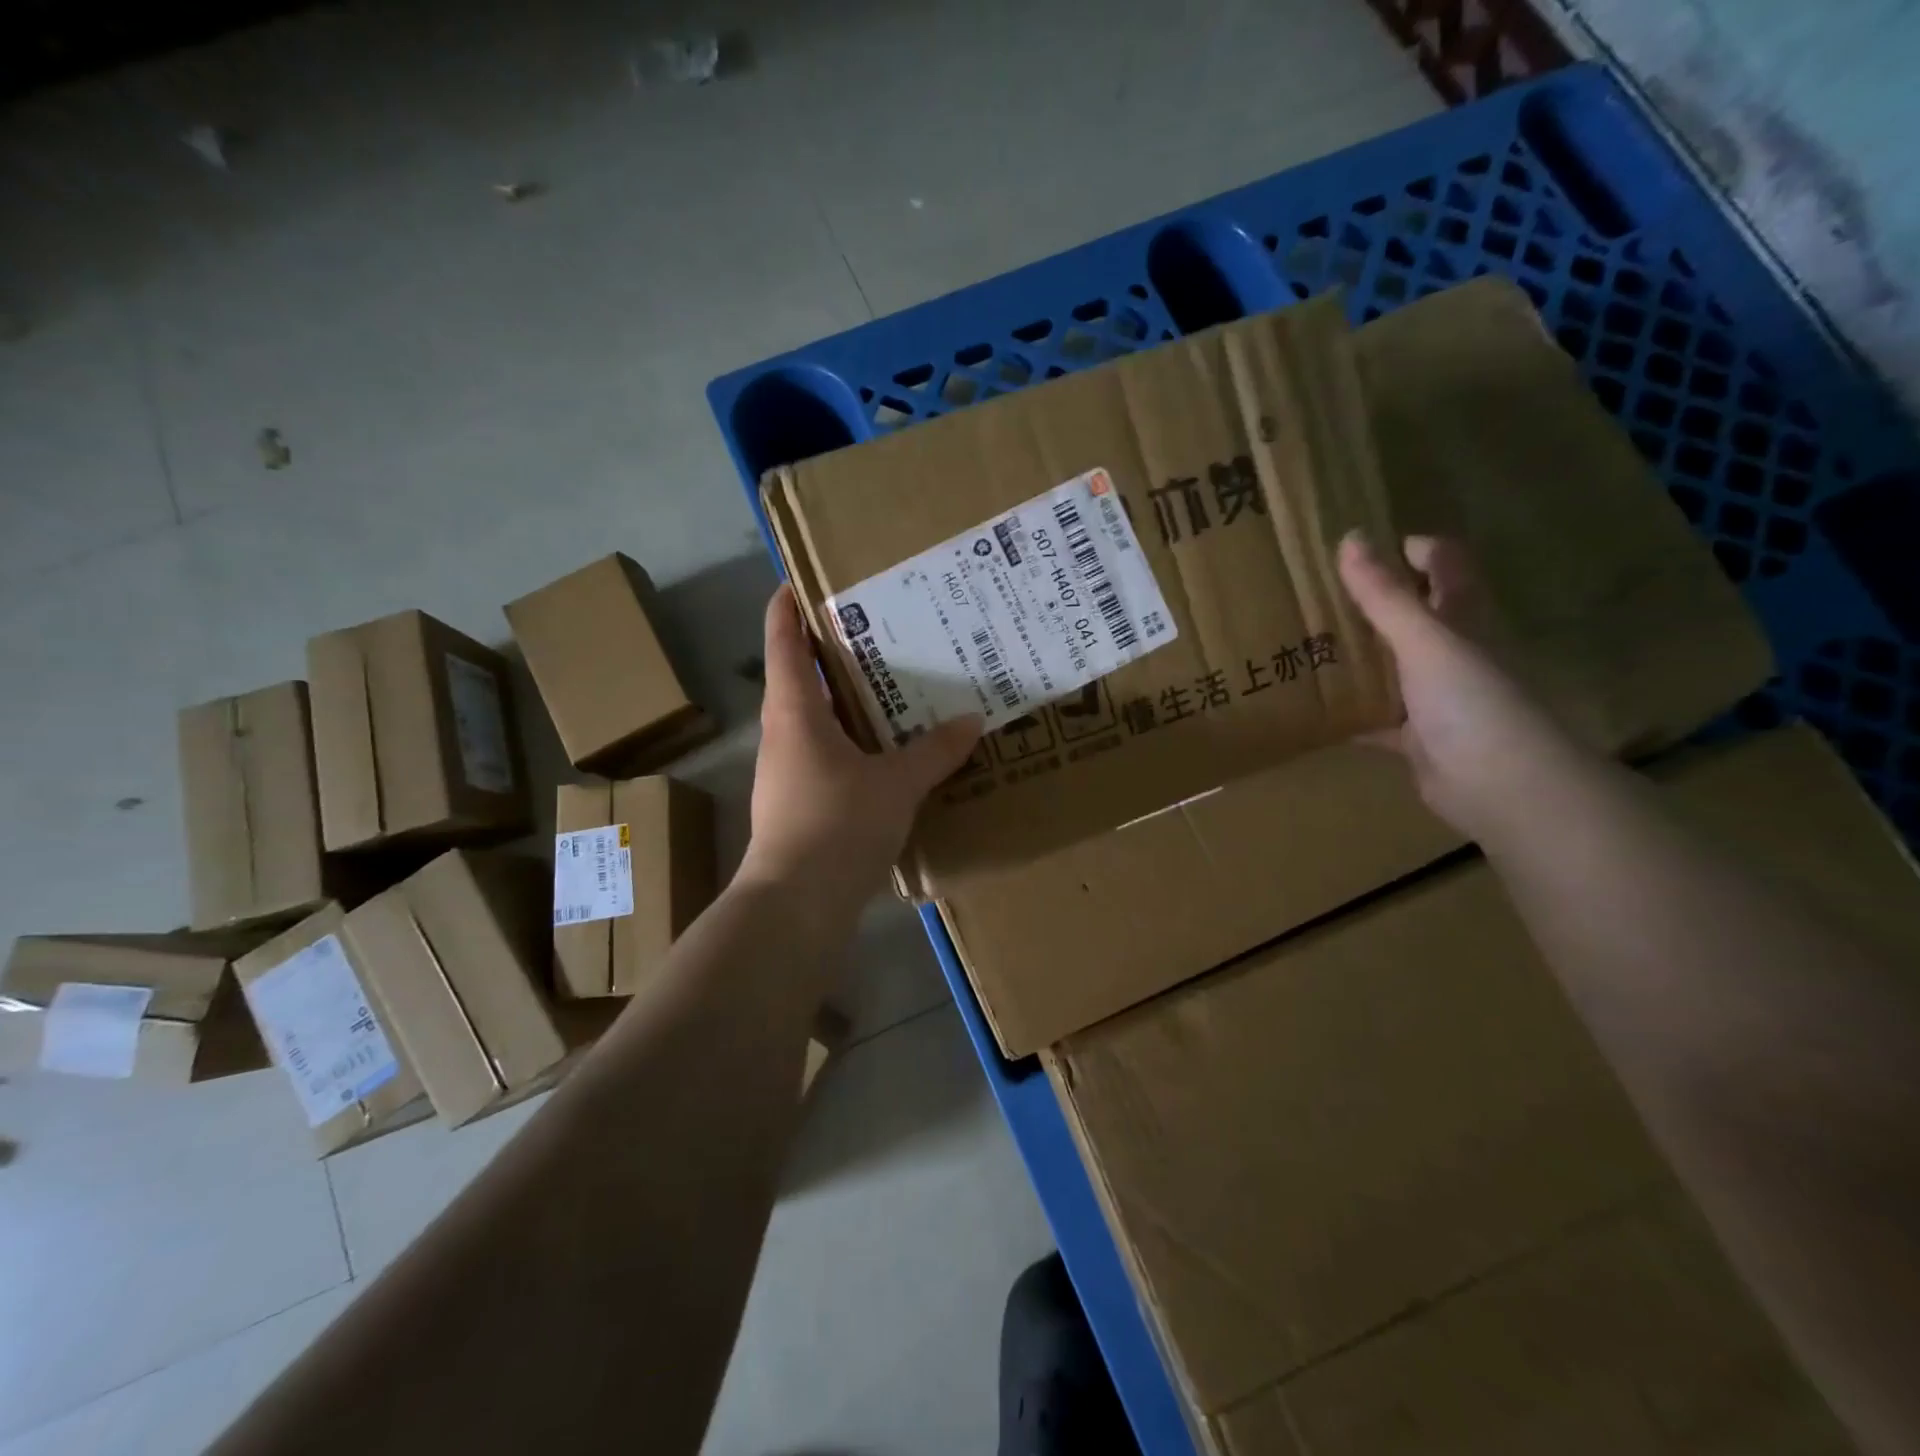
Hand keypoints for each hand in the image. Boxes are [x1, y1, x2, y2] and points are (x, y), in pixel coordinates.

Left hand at [739, 584, 981, 904]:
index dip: (787, 606)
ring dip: (844, 697)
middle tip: (879, 628)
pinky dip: (851, 738)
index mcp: (795, 710)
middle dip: (832, 650)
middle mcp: (783, 731)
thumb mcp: (896, 784)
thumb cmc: (836, 825)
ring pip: (814, 716)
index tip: (804, 579)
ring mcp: (786, 768)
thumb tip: (971, 721)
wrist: (795, 903)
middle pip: (800, 675)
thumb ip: (934, 751)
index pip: (782, 641)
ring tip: (891, 684)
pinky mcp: (798, 800)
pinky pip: (825, 751)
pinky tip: (885, 748)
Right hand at [1337, 532, 1590, 840]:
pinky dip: (1351, 713)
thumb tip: (1350, 537)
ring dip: (1358, 656)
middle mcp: (1453, 651)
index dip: (1414, 550)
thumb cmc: (1470, 700)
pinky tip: (1313, 708)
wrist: (1500, 784)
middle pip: (1414, 615)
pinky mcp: (1417, 736)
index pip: (1446, 566)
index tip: (1364, 547)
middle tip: (1317, 594)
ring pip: (1392, 666)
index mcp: (1464, 618)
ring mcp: (1436, 695)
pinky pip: (1377, 718)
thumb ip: (1384, 594)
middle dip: (1374, 602)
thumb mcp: (1423, 639)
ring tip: (1304, 643)